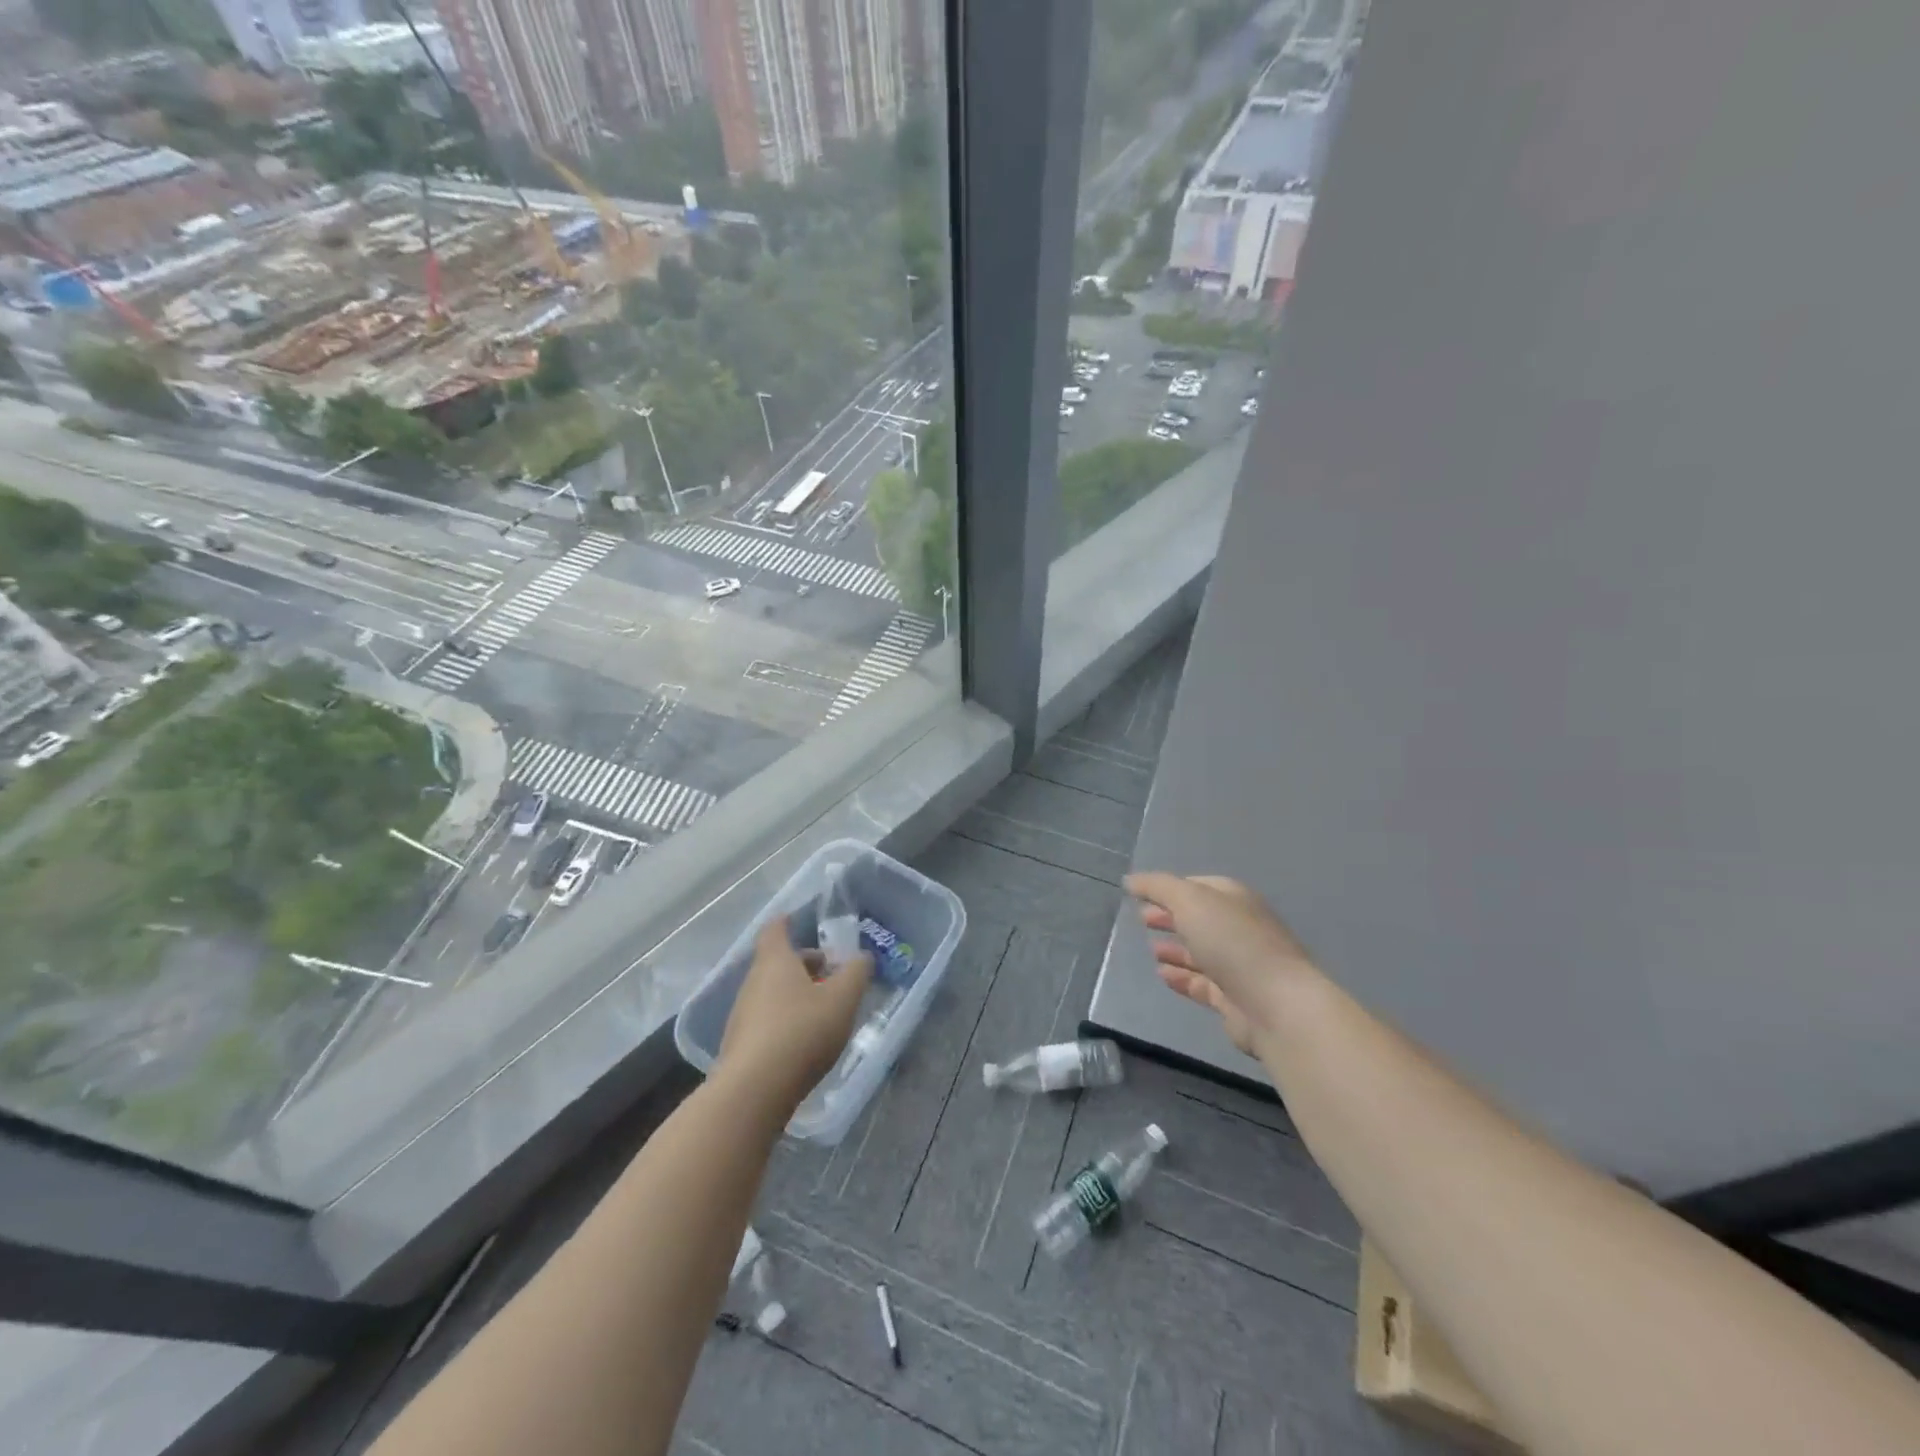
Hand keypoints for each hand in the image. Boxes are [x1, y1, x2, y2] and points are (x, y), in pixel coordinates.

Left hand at [717, 917, 872, 1115]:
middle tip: (831, 973)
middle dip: (803, 964)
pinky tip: (804, 1041)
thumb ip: (856, 974)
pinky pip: (766, 1021)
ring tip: (823, 1010)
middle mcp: (753, 982)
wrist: (753, 1092)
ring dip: (795, 994)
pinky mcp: (740, 1046)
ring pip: (772, 993)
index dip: (787, 922)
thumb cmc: (801, 1032)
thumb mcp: (842, 999)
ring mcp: (742, 1015)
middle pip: (777, 963)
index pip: (775, 930)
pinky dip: (785, 1020)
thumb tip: (862, 957)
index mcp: (775, 961)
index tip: (798, 920)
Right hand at [1124, 873, 1322, 1057]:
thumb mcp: (1190, 900)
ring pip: (1200, 952)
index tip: (1141, 895)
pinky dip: (1181, 976)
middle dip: (1170, 917)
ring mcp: (1239, 965)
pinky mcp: (1234, 998)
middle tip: (1141, 919)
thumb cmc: (1232, 942)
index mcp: (1235, 899)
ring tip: (1149, 949)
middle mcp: (1239, 928)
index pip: (1198, 886)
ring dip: (1175, 948)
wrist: (1276, 1006)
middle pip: (1199, 918)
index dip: (1169, 888)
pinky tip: (1161, 975)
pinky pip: (1201, 983)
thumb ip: (1157, 887)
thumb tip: (1131, 880)